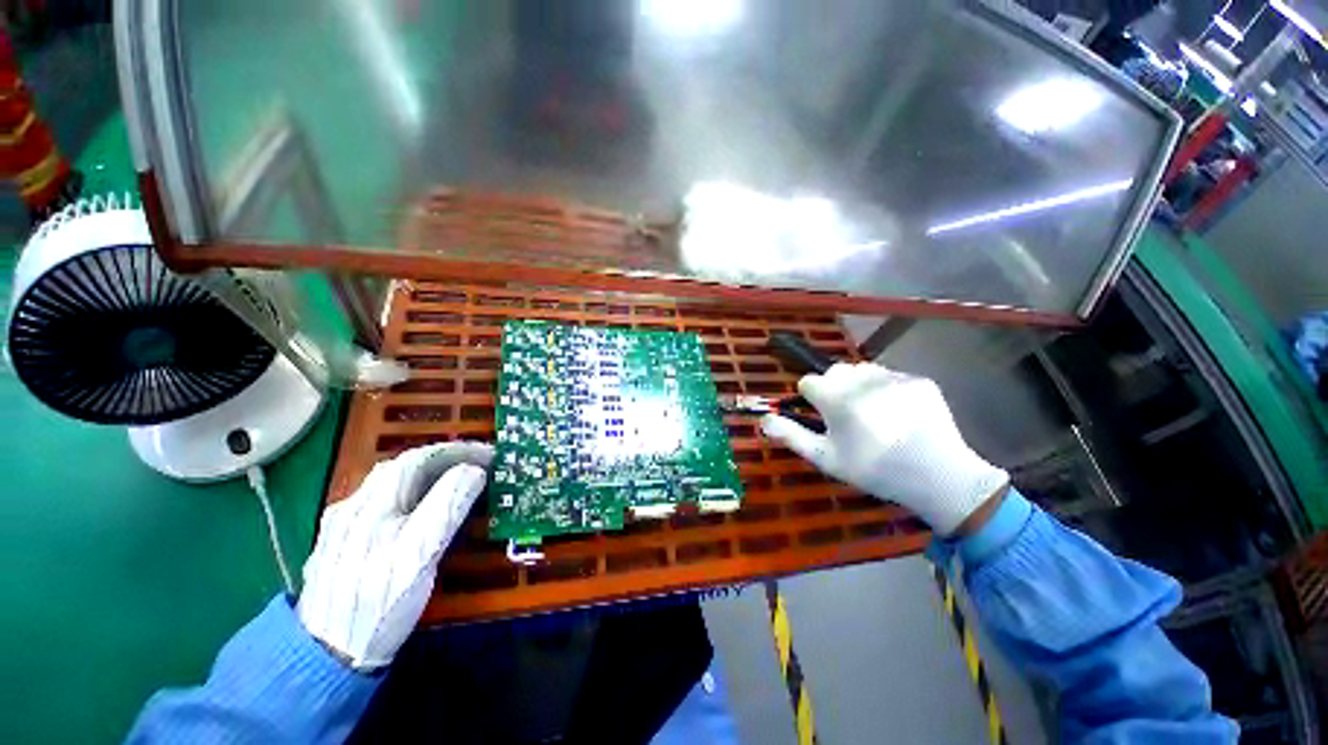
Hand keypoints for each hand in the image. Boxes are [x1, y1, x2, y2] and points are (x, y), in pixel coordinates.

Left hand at [298, 442, 492, 669]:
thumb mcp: (419, 556)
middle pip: (403, 467)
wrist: (326, 655)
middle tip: (479, 466)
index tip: (490, 455)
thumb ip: (446, 507)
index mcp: (371, 505)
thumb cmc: (379, 604)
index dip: (457, 451)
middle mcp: (353, 506)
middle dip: (446, 459)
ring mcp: (345, 525)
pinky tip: (422, 509)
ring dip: (429, 474)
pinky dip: (414, 493)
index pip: (418, 459)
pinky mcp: (344, 543)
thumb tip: (474, 471)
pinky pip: (385, 502)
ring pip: (392, 484)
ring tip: (459, 481)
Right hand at [761, 363, 1006, 534]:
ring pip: (862, 370)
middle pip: (835, 370)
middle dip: (834, 387)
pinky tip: (899, 413)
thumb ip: (791, 435)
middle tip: (846, 415)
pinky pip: (891, 376)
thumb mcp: (826, 458)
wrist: (939, 476)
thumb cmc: (873, 469)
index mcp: (835, 396)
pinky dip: (886, 389)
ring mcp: (893, 377)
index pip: (808, 381)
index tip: (822, 417)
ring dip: (859, 385)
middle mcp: (861, 379)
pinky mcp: (918, 380)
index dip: (811, 399)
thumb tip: (764, 419)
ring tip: (872, 412)